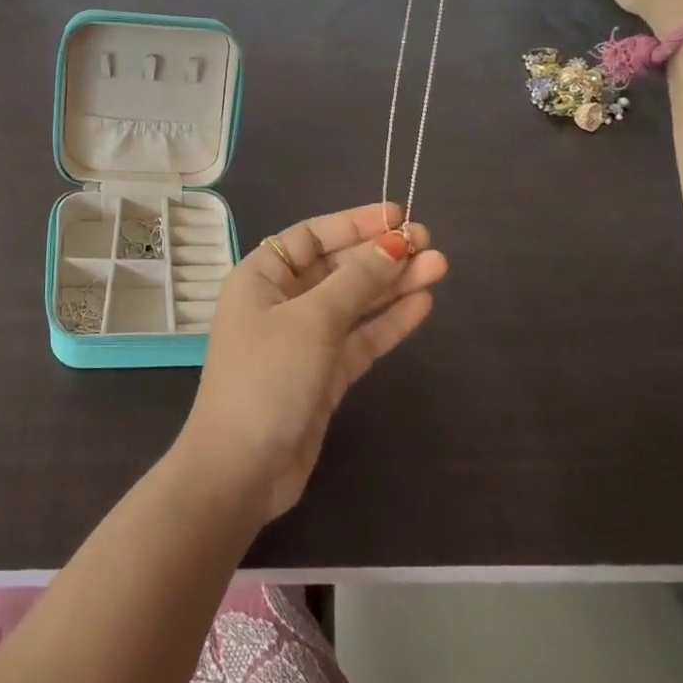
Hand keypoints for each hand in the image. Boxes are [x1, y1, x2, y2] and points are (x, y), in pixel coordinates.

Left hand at [176, 203, 447, 525]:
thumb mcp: (312, 320)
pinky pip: (359, 338)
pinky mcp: (323, 374)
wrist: (243, 467)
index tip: (398, 215)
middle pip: (336, 267)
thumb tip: (393, 243)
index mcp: (260, 277)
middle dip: (380, 254)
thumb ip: (355, 281)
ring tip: (439, 267)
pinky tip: (422, 304)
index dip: (354, 223)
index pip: (311, 236)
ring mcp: (302, 339)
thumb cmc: (268, 377)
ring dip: (393, 285)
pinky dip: (388, 322)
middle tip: (429, 241)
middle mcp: (280, 301)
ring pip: (353, 302)